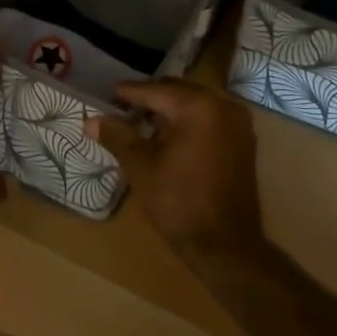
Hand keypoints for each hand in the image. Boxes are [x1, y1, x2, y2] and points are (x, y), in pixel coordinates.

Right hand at [87, 79, 263, 254]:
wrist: (225, 245)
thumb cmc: (179, 202)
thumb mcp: (140, 166)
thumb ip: (118, 136)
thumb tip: (92, 120)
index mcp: (199, 107)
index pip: (156, 90)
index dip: (130, 92)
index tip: (109, 93)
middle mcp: (223, 107)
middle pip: (178, 92)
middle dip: (151, 98)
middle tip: (123, 106)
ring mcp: (238, 125)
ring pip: (196, 105)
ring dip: (170, 110)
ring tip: (142, 121)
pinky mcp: (243, 143)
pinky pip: (210, 120)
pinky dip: (188, 122)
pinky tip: (168, 137)